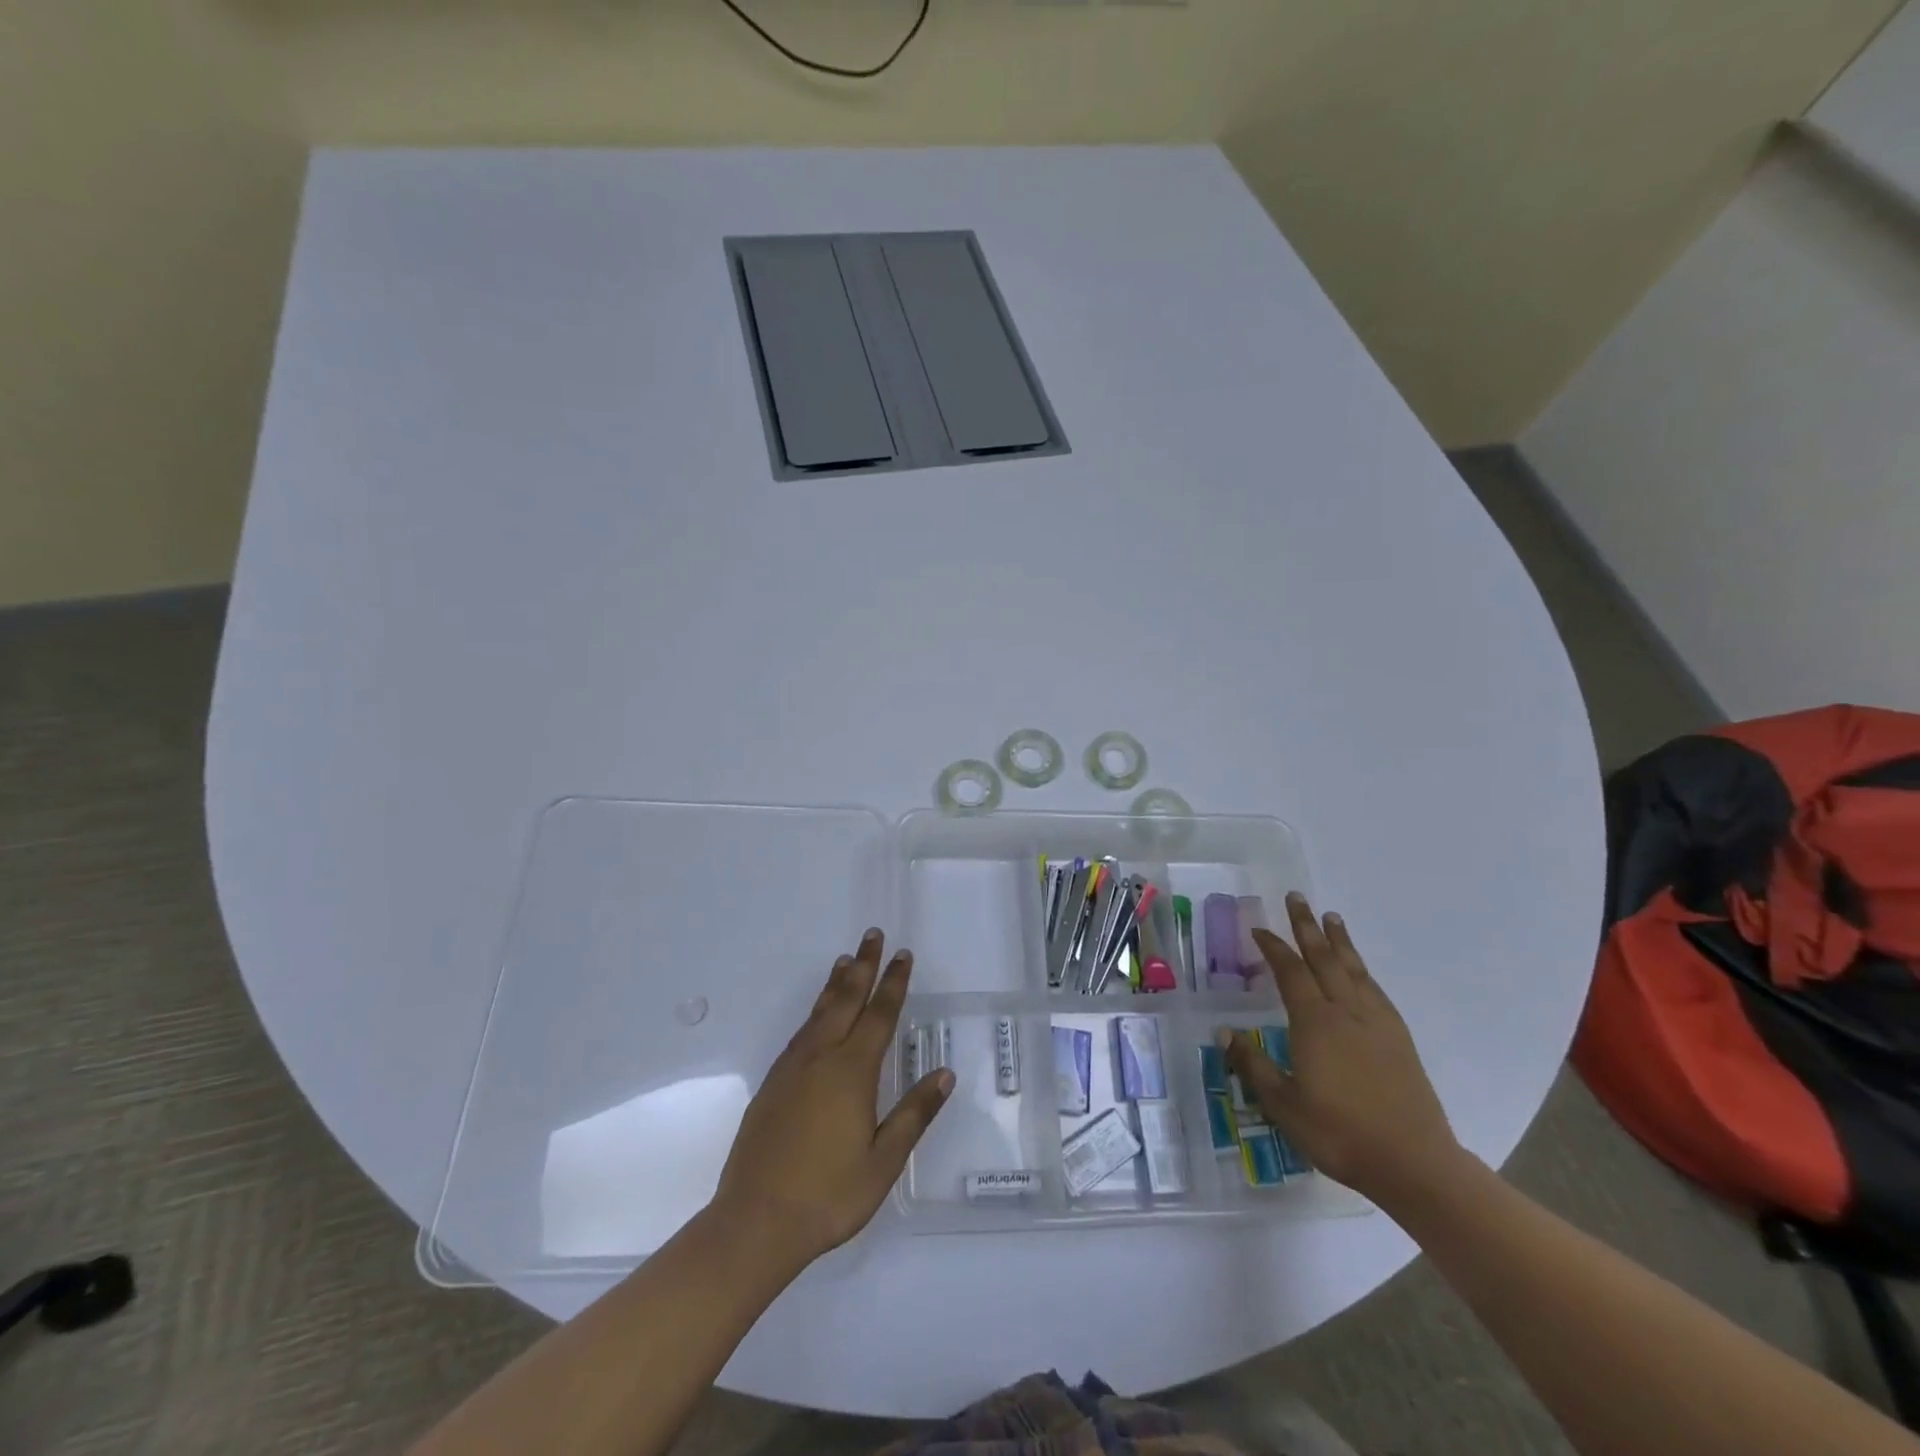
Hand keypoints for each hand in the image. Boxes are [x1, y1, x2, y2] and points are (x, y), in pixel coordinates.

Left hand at [710, 929, 952, 1268]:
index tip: (903, 954)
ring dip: (836, 983)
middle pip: (846, 1000)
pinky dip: (815, 1010)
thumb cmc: (829, 1195)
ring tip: (846, 960)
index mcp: (852, 1072)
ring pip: (819, 1012)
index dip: (894, 983)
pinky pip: (801, 1032)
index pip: (880, 1015)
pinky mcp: (772, 1084)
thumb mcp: (883, 1161)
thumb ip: (914, 1113)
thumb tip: (945, 1073)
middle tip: (873, 935)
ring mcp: (792, 1069)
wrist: (755, 1222)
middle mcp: (821, 1058)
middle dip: (863, 966)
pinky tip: (817, 1015)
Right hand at [1221, 893, 1460, 1203]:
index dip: (1273, 947)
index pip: (1290, 972)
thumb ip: (1253, 1066)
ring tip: (1330, 917)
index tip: (1259, 928)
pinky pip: (1374, 989)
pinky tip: (1359, 969)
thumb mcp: (1284, 1105)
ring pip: (1353, 969)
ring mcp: (1376, 1022)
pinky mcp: (1398, 1038)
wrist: (1414, 1163)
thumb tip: (1223, 1033)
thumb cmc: (1340, 1133)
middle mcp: (1346, 1011)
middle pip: (1324, 958)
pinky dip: (1361, 969)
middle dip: (1307, 926)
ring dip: (1339, 940)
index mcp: (1315, 1022)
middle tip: (1297, 897)